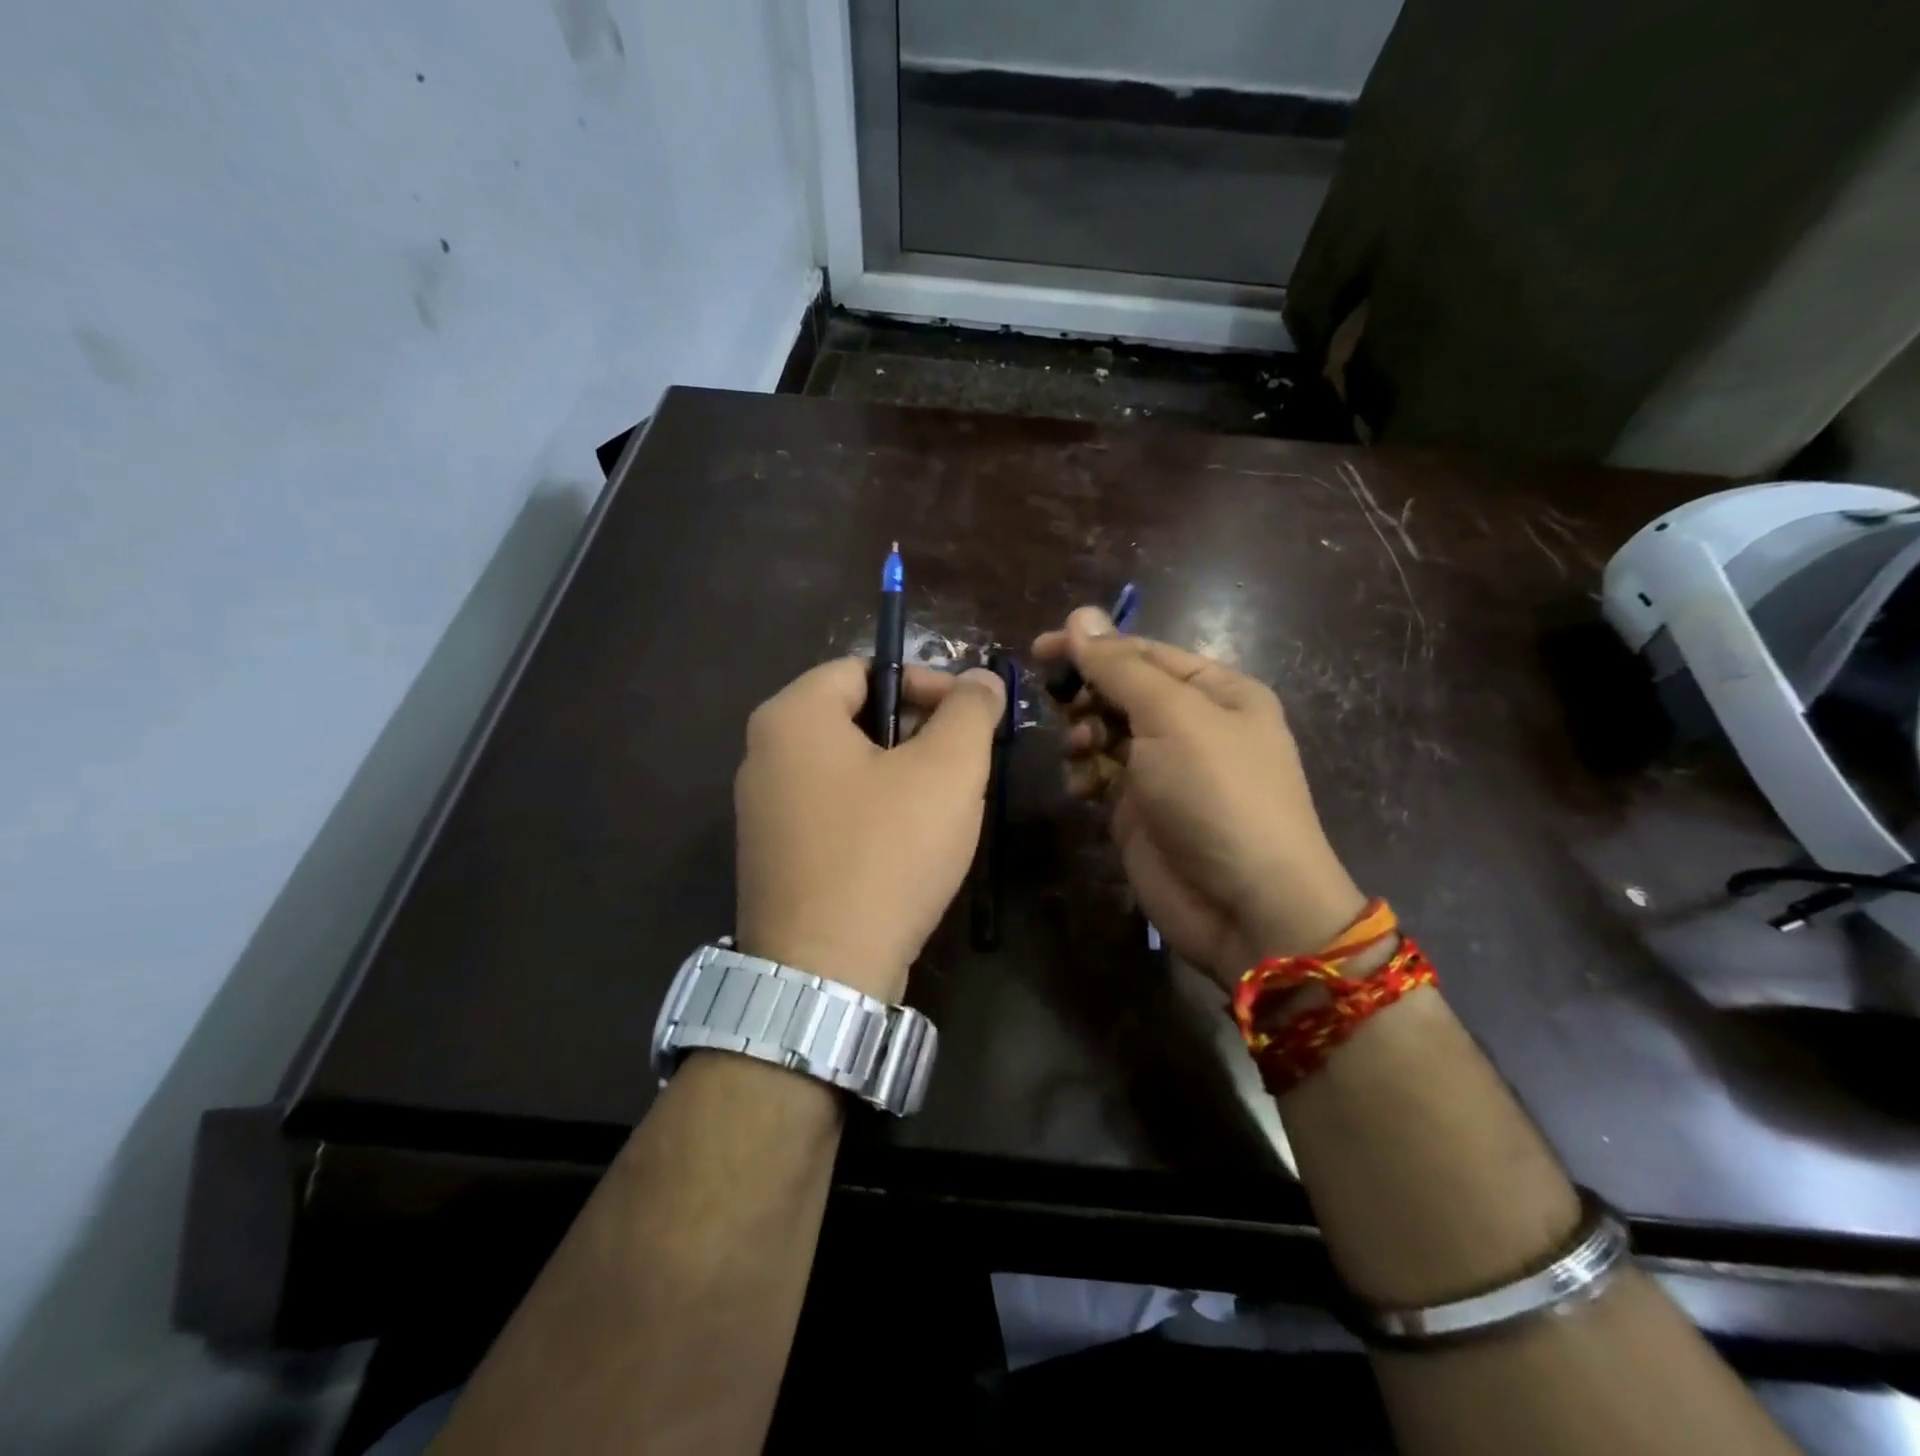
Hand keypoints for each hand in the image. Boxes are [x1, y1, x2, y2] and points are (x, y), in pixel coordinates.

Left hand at [734, 658, 1006, 1001]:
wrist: (825, 975)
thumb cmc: (887, 852)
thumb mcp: (947, 770)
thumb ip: (970, 712)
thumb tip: (981, 679)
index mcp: (792, 716)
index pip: (865, 668)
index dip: (925, 682)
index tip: (969, 716)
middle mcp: (763, 754)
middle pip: (854, 716)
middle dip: (918, 731)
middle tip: (964, 764)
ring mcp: (762, 809)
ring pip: (847, 767)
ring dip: (901, 775)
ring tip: (945, 806)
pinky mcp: (774, 855)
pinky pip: (832, 810)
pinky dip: (874, 812)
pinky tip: (908, 846)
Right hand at [1034, 606, 1366, 989]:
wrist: (1245, 906)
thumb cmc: (1217, 794)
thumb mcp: (1172, 717)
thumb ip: (1120, 667)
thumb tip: (1079, 616)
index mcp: (1215, 691)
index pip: (1143, 652)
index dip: (1092, 647)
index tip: (1039, 651)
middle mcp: (1192, 724)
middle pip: (1120, 691)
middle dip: (1087, 695)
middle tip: (1060, 707)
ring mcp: (1164, 769)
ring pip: (1104, 732)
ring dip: (1082, 735)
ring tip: (1081, 751)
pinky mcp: (1140, 810)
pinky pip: (1101, 775)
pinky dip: (1085, 776)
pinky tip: (1083, 789)